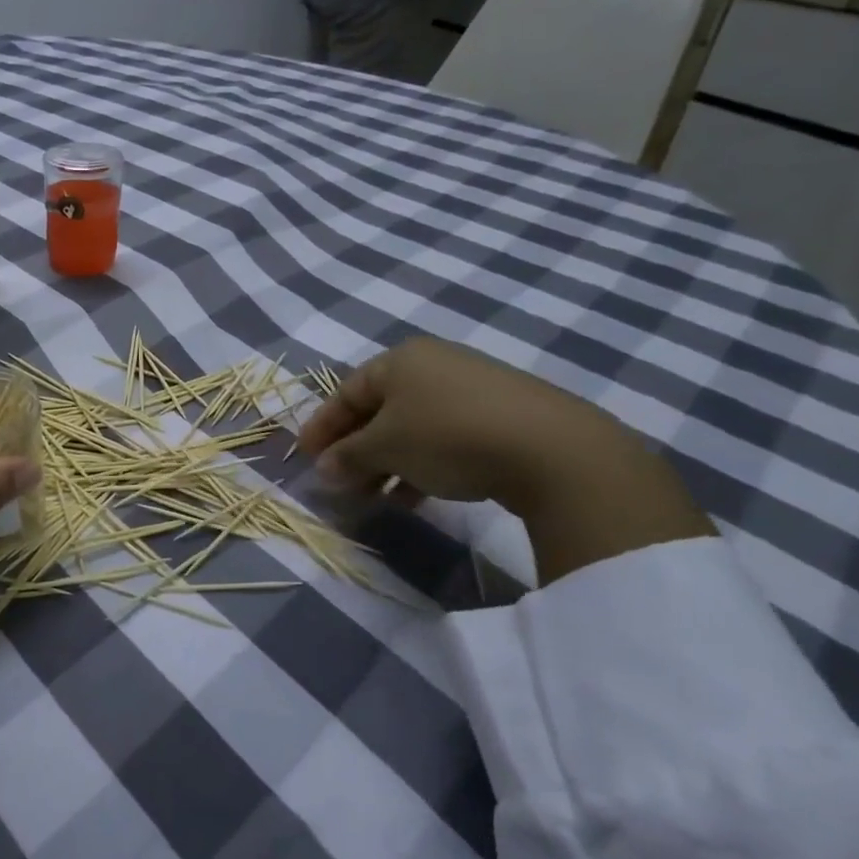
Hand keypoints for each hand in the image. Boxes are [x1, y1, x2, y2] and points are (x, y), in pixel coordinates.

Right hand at [297, 337, 710, 582]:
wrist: (553, 449)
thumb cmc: (448, 435)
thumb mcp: (386, 447)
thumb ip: (348, 457)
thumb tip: (323, 470)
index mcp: (400, 360)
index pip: (345, 392)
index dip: (322, 426)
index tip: (305, 458)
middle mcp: (433, 365)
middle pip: (378, 410)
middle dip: (354, 450)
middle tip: (340, 483)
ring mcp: (470, 388)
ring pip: (411, 427)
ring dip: (387, 463)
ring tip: (377, 498)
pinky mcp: (501, 415)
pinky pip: (443, 437)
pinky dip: (422, 464)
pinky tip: (417, 496)